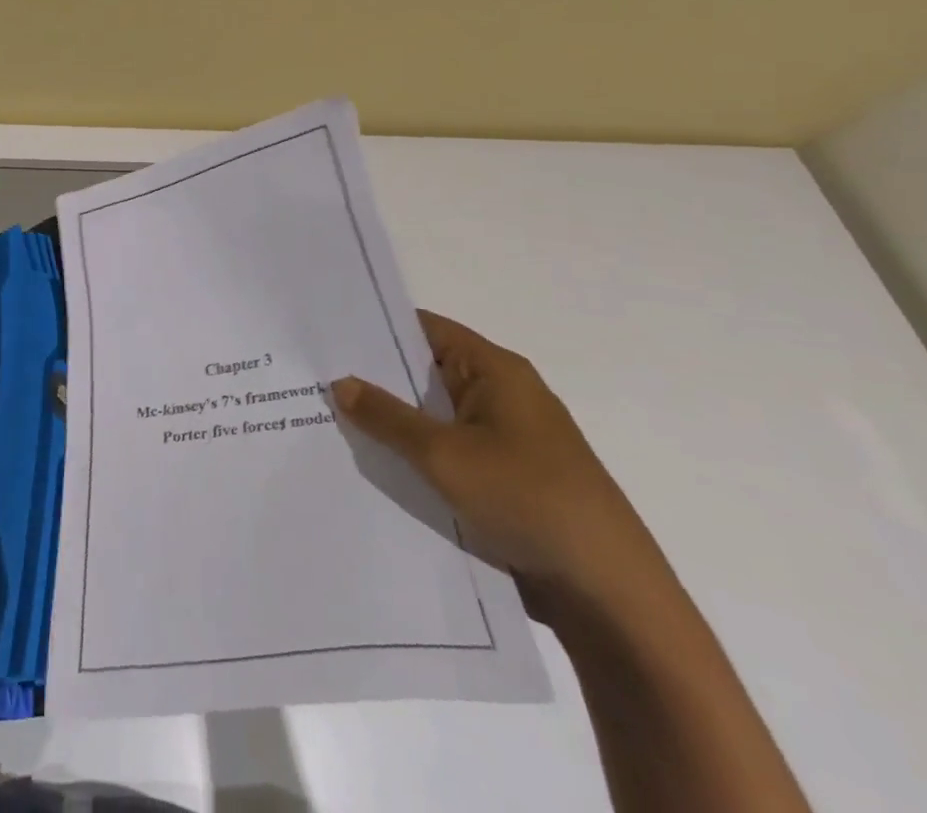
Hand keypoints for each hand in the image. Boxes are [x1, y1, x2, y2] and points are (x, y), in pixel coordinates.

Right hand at [333, 311, 663, 614]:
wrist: (611, 598)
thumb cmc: (528, 500)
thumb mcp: (444, 455)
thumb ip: (387, 416)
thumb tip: (341, 382)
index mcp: (495, 371)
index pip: (424, 329)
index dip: (376, 328)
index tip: (327, 335)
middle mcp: (502, 395)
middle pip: (426, 373)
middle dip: (376, 380)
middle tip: (315, 380)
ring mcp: (507, 440)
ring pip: (435, 418)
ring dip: (395, 424)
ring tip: (332, 422)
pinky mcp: (508, 481)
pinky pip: (450, 454)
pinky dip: (417, 457)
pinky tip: (376, 468)